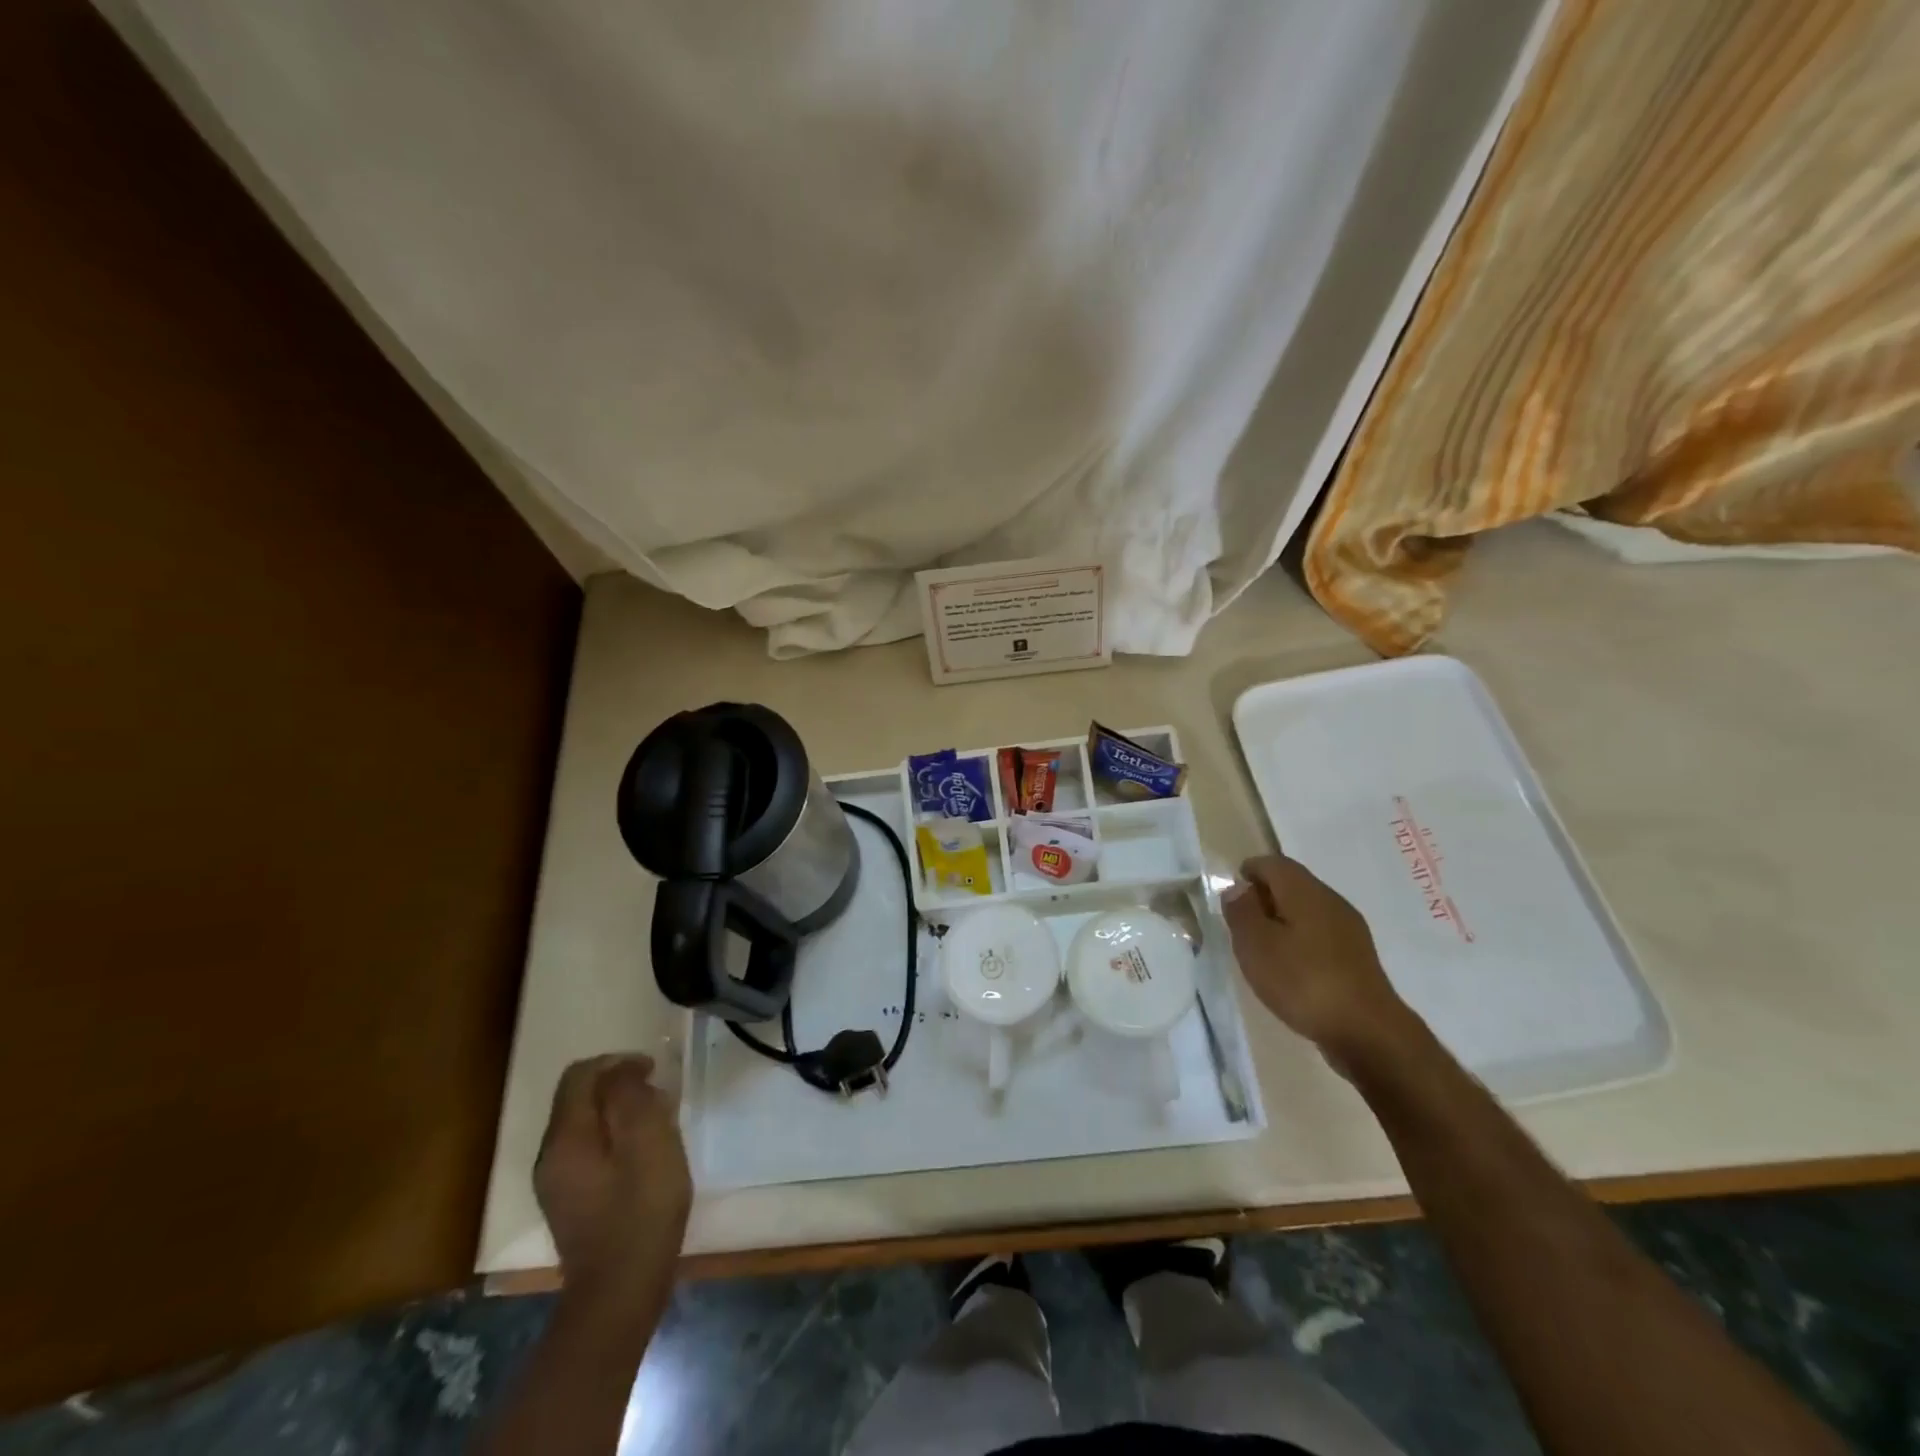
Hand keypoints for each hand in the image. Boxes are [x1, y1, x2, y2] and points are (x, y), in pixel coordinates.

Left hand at [534, 1054, 690, 1305]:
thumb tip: (623, 1071)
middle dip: (619, 1086)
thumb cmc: (641, 1211)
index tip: (653, 1069)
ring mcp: (556, 1182)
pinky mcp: (569, 1202)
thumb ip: (631, 1098)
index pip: (581, 1075)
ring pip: (585, 1124)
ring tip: (658, 1122)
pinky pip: (588, 1149)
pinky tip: (643, 1155)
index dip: (618, 1062)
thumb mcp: (649, 1142)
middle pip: (579, 1098)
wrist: (619, 1294)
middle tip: (659, 1096)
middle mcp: (550, 1155)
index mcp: (566, 1137)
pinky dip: (615, 1137)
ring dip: (619, 1112)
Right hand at [1223, 854, 1416, 1071]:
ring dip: (1283, 920)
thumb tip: (1238, 889)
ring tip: (1262, 947)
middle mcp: (1331, 901)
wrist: (1368, 1032)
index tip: (1230, 894)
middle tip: (1241, 922)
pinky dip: (1301, 940)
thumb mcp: (1255, 945)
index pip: (1273, 863)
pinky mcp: (1358, 958)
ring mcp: (1350, 929)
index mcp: (1305, 891)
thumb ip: (1242, 912)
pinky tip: (1291, 967)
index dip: (1248, 871)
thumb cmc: (1303, 981)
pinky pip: (1321, 934)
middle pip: (1293, 884)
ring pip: (1308, 910)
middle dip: (1265, 896)